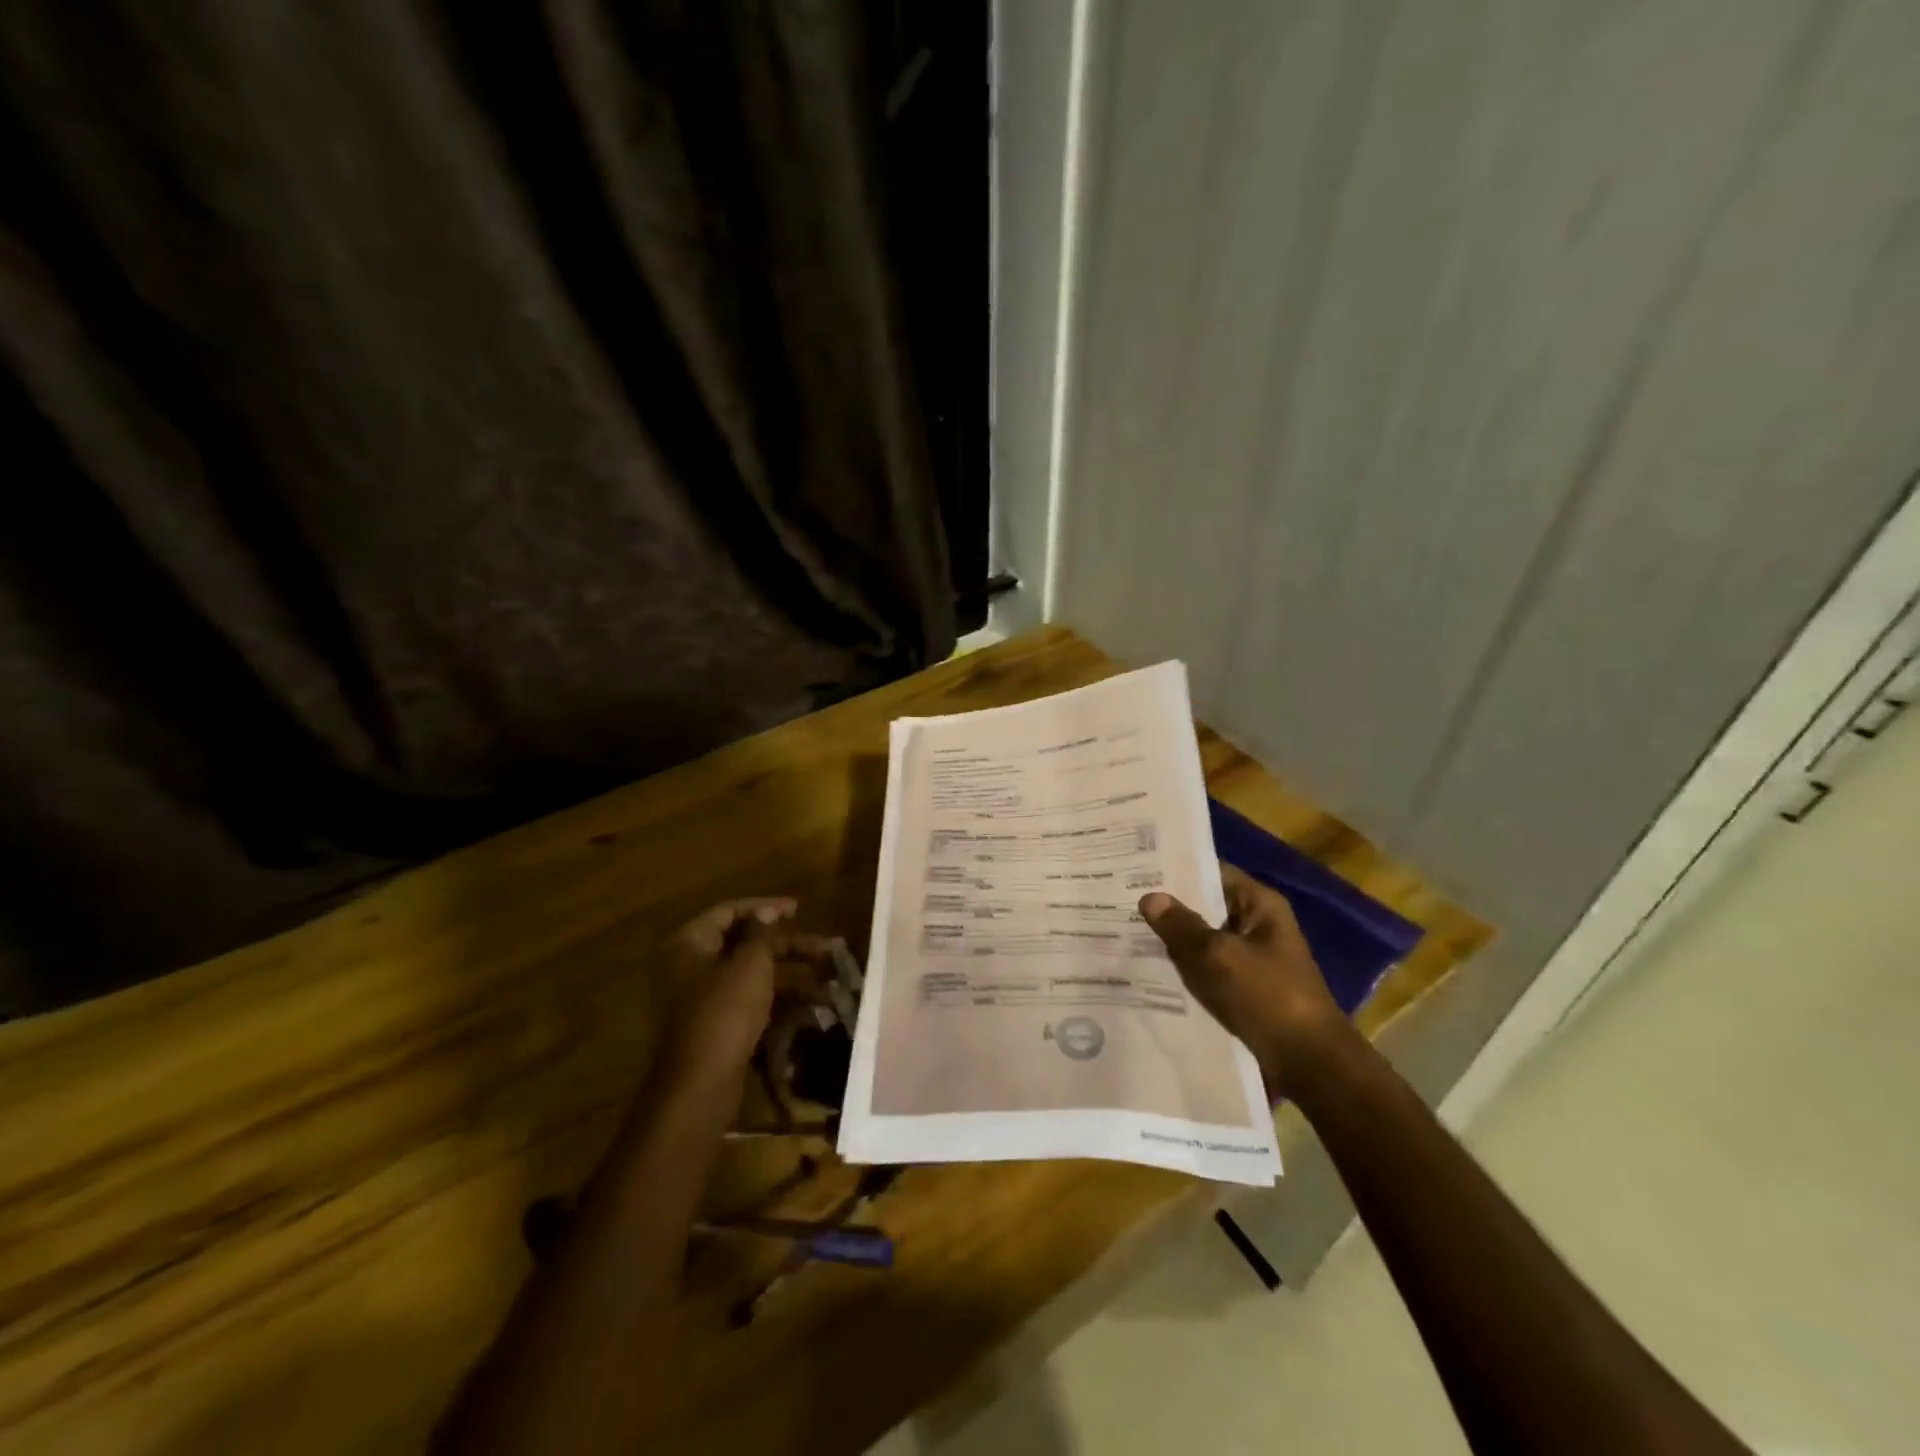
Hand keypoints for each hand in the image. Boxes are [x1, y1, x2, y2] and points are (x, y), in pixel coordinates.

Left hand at [653, 898, 834, 1089]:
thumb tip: (768, 912)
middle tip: (827, 949)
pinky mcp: (717, 1026)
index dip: (766, 907)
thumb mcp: (750, 964)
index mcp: (689, 943)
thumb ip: (762, 933)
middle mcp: (690, 966)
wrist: (699, 1087)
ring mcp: (703, 999)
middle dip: (789, 947)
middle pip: (746, 945)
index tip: (799, 908)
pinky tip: (815, 1007)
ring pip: (753, 976)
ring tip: (830, 981)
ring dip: (792, 976)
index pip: (730, 911)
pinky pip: (752, 1002)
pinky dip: (780, 1000)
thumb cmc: (724, 1013)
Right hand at [1139, 863, 1352, 1096]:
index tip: (1135, 867)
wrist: (1308, 1063)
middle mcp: (1255, 924)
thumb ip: (1181, 926)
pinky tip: (1147, 968)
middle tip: (1118, 898)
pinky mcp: (1243, 988)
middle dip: (1167, 906)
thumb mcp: (1217, 956)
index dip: (1175, 868)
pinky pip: (1206, 967)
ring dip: (1172, 939)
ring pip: (1202, 939)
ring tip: (1123, 930)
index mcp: (1259, 905)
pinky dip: (1183, 967)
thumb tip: (1149, 897)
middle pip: (1204, 905)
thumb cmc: (1266, 996)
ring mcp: (1250, 958)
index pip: (1211, 872)